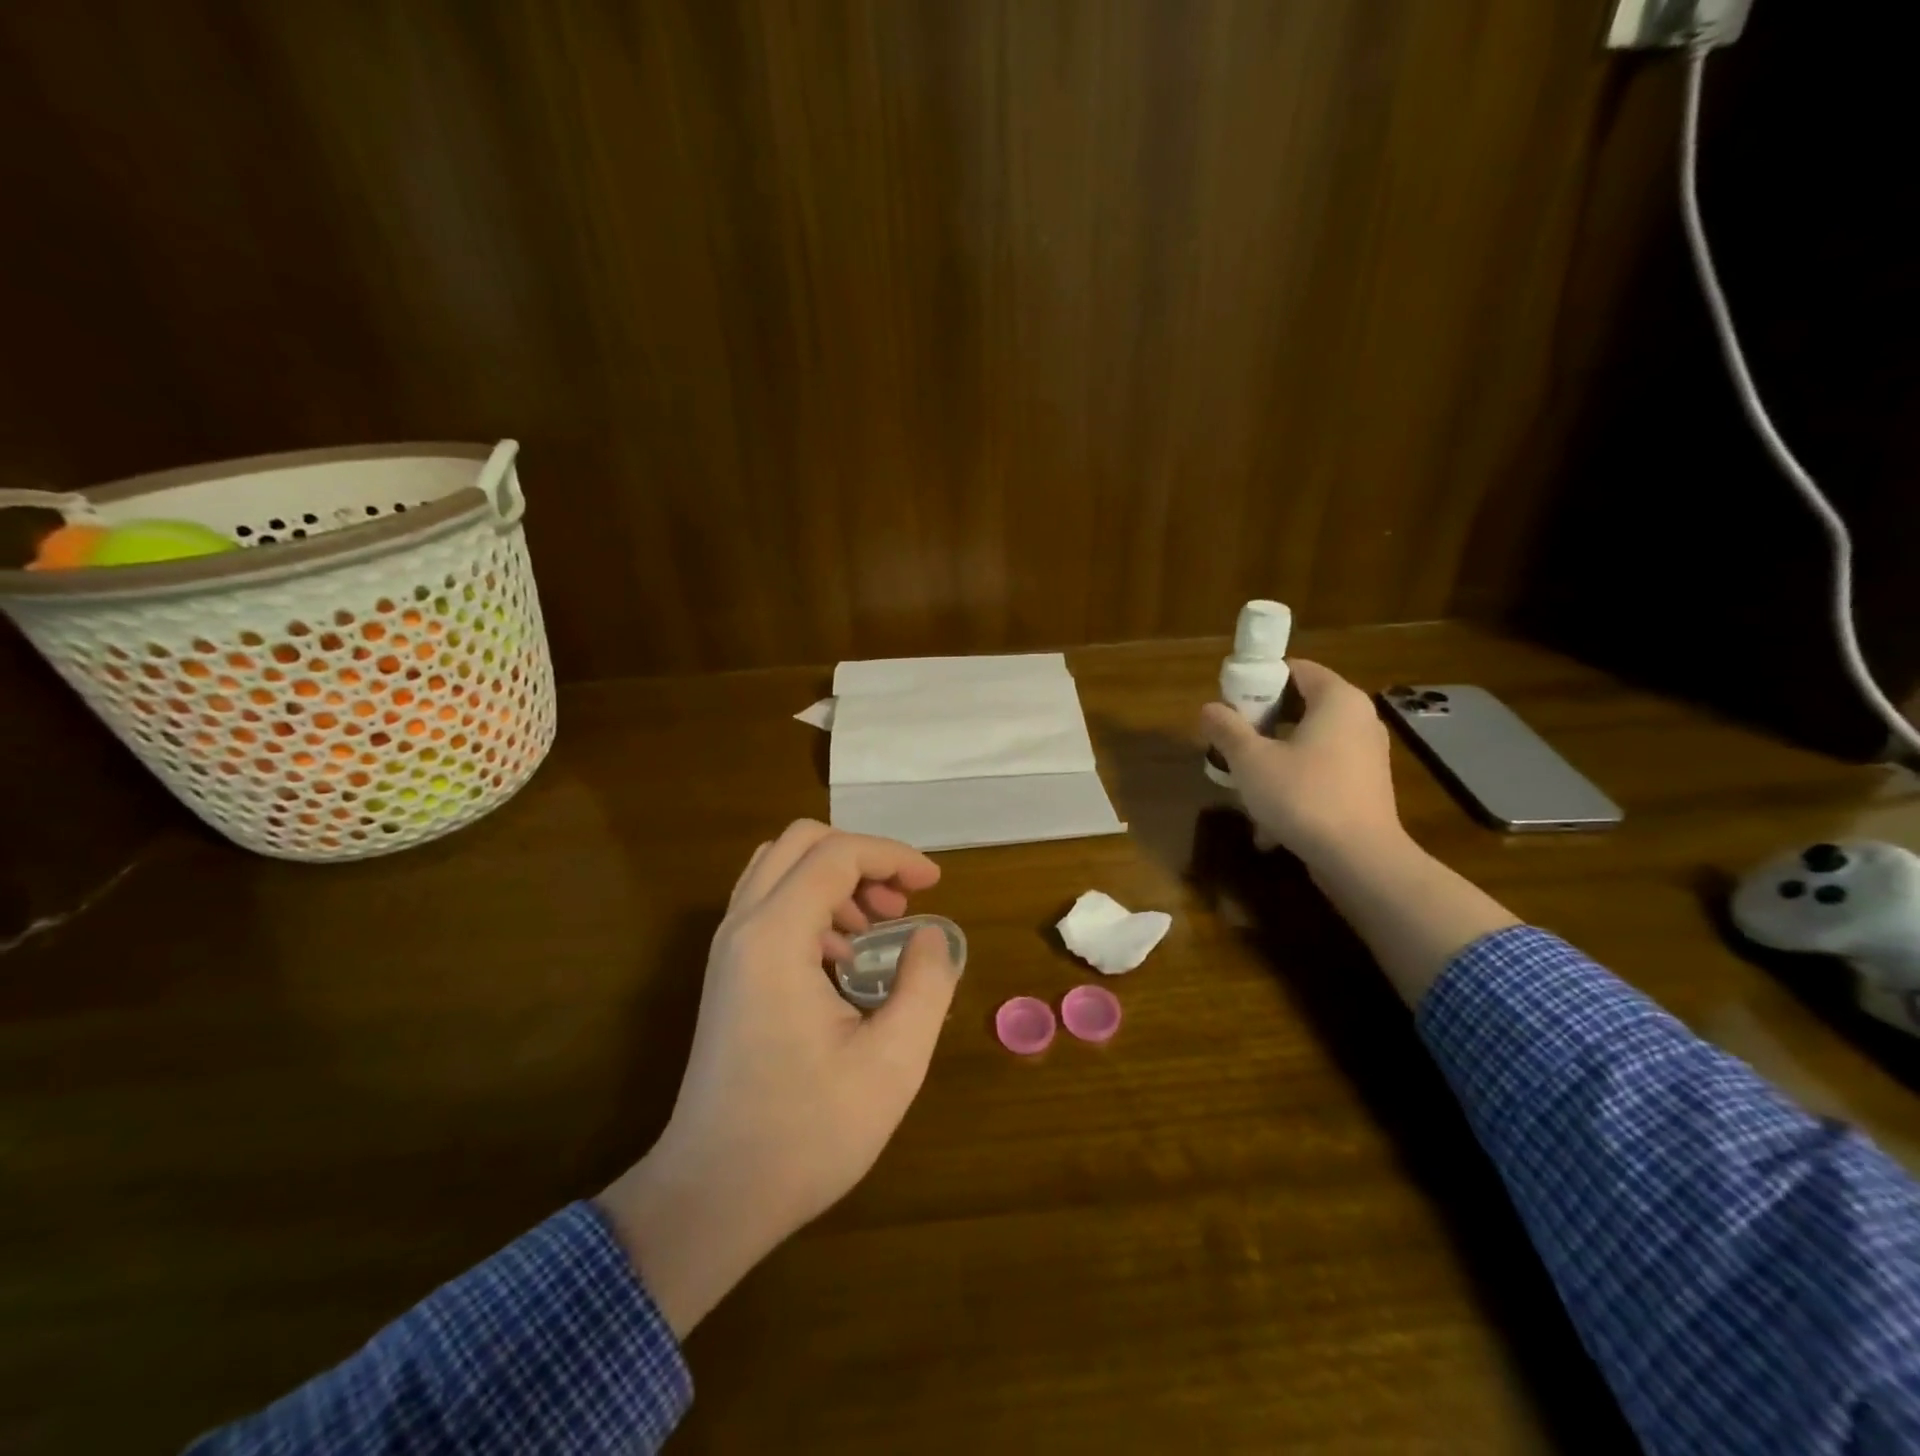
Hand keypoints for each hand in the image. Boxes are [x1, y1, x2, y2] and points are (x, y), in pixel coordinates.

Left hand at [597, 821, 960, 1336]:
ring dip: (834, 878)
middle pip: (801, 843)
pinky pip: (768, 903)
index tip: (934, 886)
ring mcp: (727, 948)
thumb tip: (930, 936)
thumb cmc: (807, 1133)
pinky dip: (812, 904)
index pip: (838, 854)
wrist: (713, 1195)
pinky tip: (842, 958)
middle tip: (900, 903)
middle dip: (861, 858)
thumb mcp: (893, 1062)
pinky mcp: (727, 972)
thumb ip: (925, 984)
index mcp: (776, 937)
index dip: (893, 857)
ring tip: (876, 926)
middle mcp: (742, 926)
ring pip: (780, 868)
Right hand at [1199, 659, 1404, 869]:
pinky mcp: (1365, 788)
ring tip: (1244, 784)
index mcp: (1337, 700)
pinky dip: (1295, 785)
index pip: (1296, 669)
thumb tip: (1209, 709)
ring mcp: (1367, 756)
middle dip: (1262, 724)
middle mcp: (1359, 720)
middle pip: (1301, 706)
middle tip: (1231, 742)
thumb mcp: (1251, 760)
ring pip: (1308, 744)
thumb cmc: (1303, 796)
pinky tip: (1268, 820)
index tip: (1230, 703)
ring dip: (1274, 759)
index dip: (1259, 681)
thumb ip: (1227, 729)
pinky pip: (1321, 773)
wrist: (1359, 859)